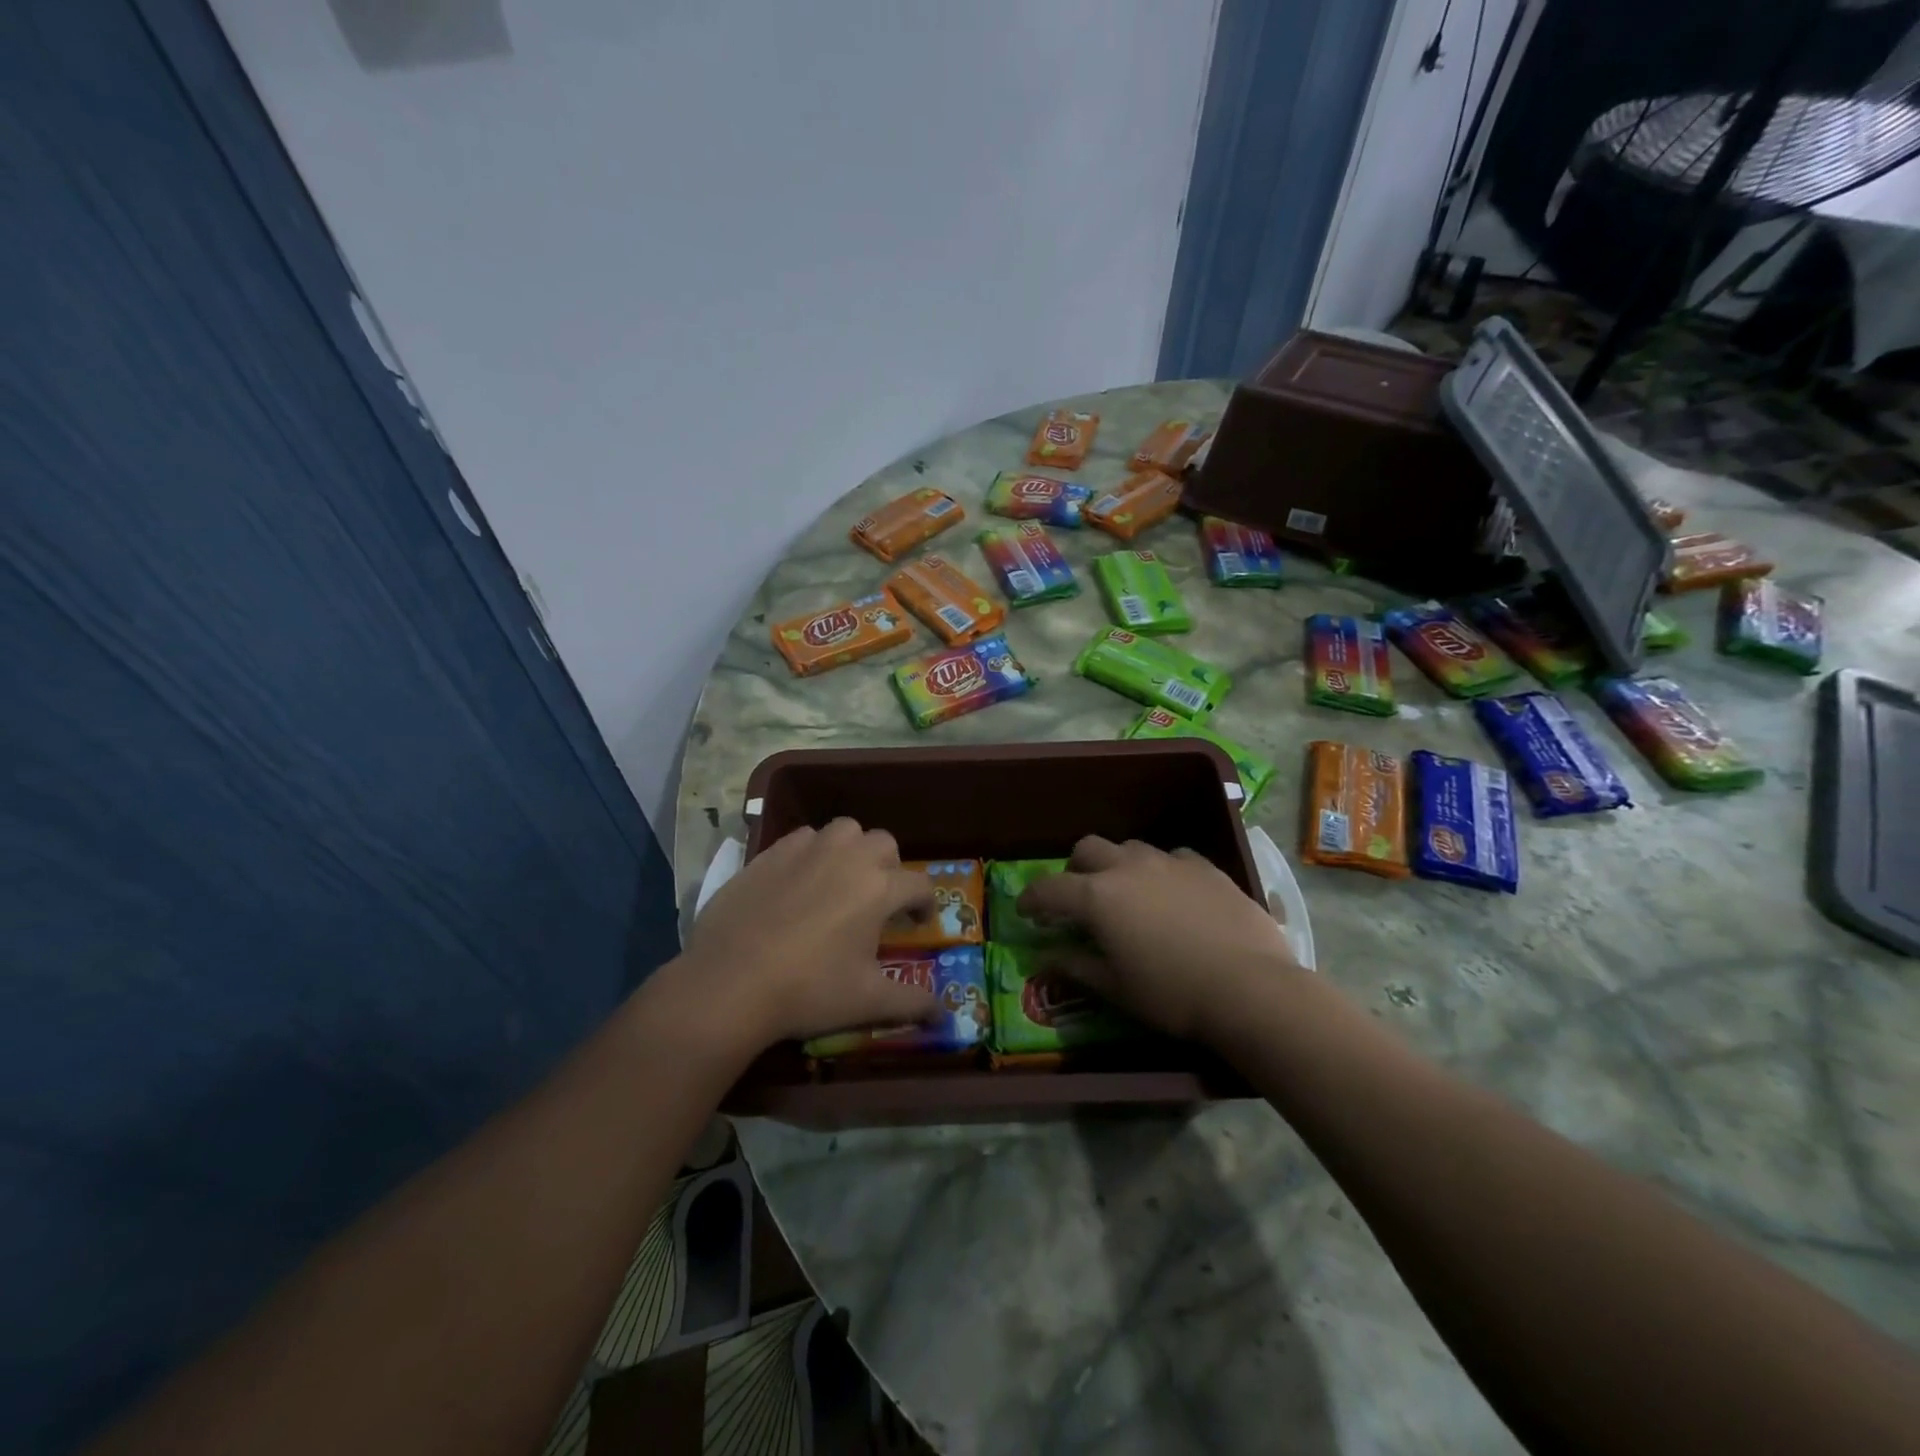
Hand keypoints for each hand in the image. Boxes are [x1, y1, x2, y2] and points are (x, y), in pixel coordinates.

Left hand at [678, 818, 938, 1048]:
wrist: (731, 982)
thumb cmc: (809, 990)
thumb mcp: (867, 1002)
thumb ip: (912, 1003)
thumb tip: (944, 1016)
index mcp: (879, 888)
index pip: (919, 885)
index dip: (925, 904)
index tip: (918, 923)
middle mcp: (849, 857)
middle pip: (884, 844)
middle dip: (890, 867)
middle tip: (878, 899)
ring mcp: (807, 850)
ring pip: (845, 831)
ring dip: (852, 849)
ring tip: (841, 879)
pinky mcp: (770, 853)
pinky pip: (803, 838)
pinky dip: (812, 851)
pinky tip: (800, 880)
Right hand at [1016, 836, 1300, 1042]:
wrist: (1250, 988)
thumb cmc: (1172, 994)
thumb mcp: (1115, 988)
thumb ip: (1076, 966)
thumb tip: (1045, 958)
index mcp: (1098, 896)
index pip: (1049, 888)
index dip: (1031, 898)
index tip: (1025, 910)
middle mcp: (1128, 868)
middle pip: (1087, 849)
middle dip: (1074, 869)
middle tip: (1078, 897)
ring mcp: (1170, 863)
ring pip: (1130, 848)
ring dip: (1118, 865)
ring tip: (1127, 893)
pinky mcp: (1206, 868)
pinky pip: (1173, 858)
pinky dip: (1161, 871)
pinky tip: (1173, 894)